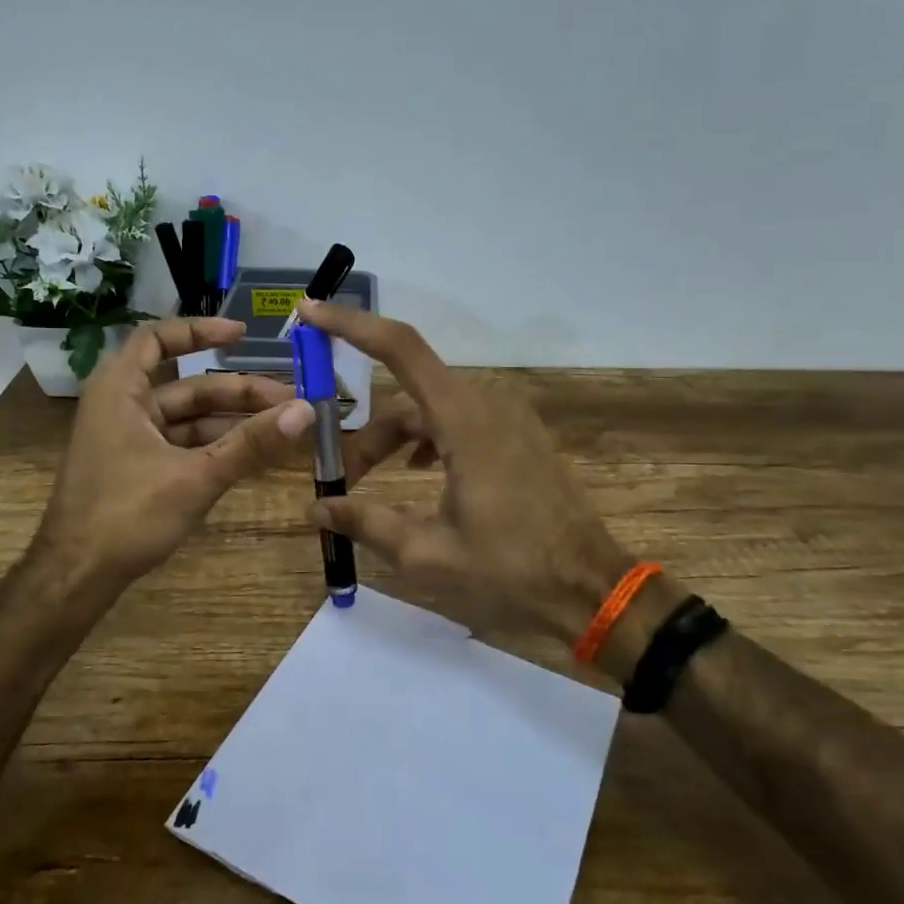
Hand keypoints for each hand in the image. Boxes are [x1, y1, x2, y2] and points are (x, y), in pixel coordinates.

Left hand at [34, 317, 314, 593]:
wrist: (76, 577)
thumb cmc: (127, 515)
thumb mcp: (195, 477)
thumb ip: (251, 444)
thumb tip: (305, 410)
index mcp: (120, 390)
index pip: (158, 338)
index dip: (200, 331)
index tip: (243, 336)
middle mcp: (122, 406)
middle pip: (187, 386)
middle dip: (239, 393)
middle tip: (290, 401)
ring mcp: (128, 439)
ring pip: (188, 419)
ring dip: (232, 422)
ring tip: (283, 427)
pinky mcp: (136, 468)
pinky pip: (182, 445)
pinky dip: (215, 446)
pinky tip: (252, 454)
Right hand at [298, 300, 631, 646]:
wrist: (593, 590)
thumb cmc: (511, 572)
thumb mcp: (427, 554)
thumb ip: (366, 522)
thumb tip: (317, 506)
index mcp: (464, 419)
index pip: (399, 349)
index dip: (351, 325)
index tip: (311, 313)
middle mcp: (486, 403)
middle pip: (407, 398)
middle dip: (367, 435)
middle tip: (339, 482)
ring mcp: (507, 418)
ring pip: (431, 412)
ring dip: (395, 442)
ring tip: (368, 486)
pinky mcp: (518, 436)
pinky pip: (458, 422)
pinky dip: (427, 440)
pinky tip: (416, 474)